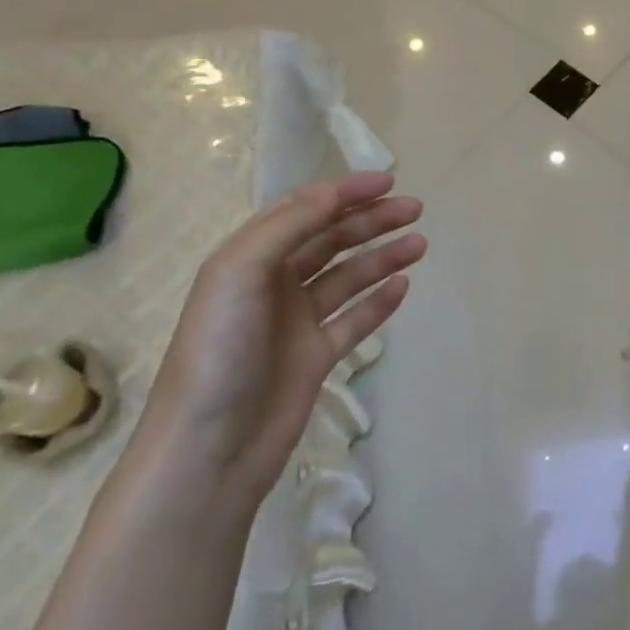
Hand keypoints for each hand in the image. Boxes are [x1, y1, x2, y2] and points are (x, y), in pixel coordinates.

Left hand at [131, 171, 425, 511]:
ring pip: (348, 278)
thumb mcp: (240, 274)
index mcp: (249, 259)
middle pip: (331, 241)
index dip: (345, 193)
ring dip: (382, 258)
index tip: (388, 181)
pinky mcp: (315, 358)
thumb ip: (287, 228)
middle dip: (371, 221)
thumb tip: (332, 193)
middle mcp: (273, 285)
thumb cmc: (219, 352)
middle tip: (414, 210)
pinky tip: (403, 287)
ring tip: (420, 245)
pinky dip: (378, 303)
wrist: (210, 447)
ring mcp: (296, 323)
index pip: (304, 212)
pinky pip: (353, 321)